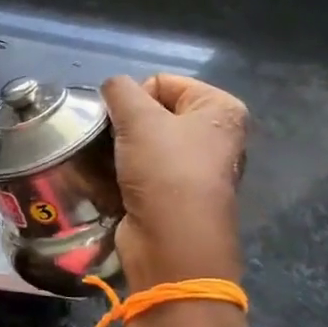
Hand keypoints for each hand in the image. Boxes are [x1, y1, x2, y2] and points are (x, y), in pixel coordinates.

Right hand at [101, 73, 248, 287]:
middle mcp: (214, 136)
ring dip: (119, 151)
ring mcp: (195, 169)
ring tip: (107, 164)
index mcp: (220, 109)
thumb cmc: (164, 172)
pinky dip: (122, 174)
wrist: (171, 244)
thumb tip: (112, 89)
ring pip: (142, 143)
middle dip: (125, 125)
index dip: (135, 98)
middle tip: (111, 143)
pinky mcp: (174, 196)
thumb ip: (119, 90)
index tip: (124, 122)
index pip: (162, 82)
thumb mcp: (138, 118)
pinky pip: (140, 171)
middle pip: (153, 113)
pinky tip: (110, 183)